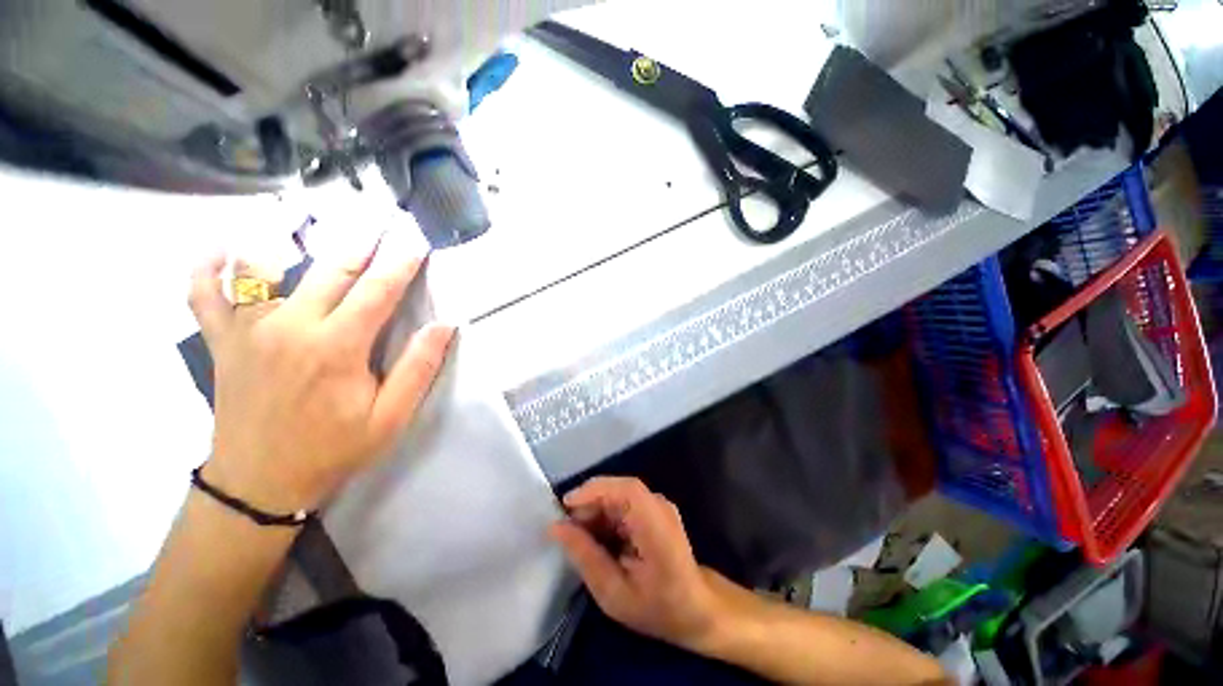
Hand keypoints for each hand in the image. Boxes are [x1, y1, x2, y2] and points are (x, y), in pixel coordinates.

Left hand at [188, 229, 454, 513]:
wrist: (260, 482)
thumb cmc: (333, 450)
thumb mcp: (390, 417)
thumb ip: (418, 368)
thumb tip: (444, 326)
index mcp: (336, 347)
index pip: (378, 291)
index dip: (401, 263)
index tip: (416, 242)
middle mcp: (290, 326)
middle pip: (332, 270)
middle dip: (362, 242)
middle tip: (380, 221)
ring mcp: (249, 329)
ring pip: (267, 268)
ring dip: (293, 240)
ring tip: (311, 220)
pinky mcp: (222, 341)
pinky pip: (204, 293)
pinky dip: (209, 267)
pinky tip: (221, 248)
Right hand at [549, 477, 724, 650]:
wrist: (695, 608)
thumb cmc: (657, 608)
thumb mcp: (613, 594)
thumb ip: (585, 557)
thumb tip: (556, 527)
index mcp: (657, 527)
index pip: (627, 490)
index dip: (595, 490)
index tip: (565, 506)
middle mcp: (660, 506)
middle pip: (619, 489)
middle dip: (589, 502)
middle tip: (567, 528)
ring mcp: (659, 504)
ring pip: (619, 493)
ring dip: (596, 509)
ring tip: (580, 537)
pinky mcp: (655, 507)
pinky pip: (624, 501)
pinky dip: (606, 514)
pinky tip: (598, 537)